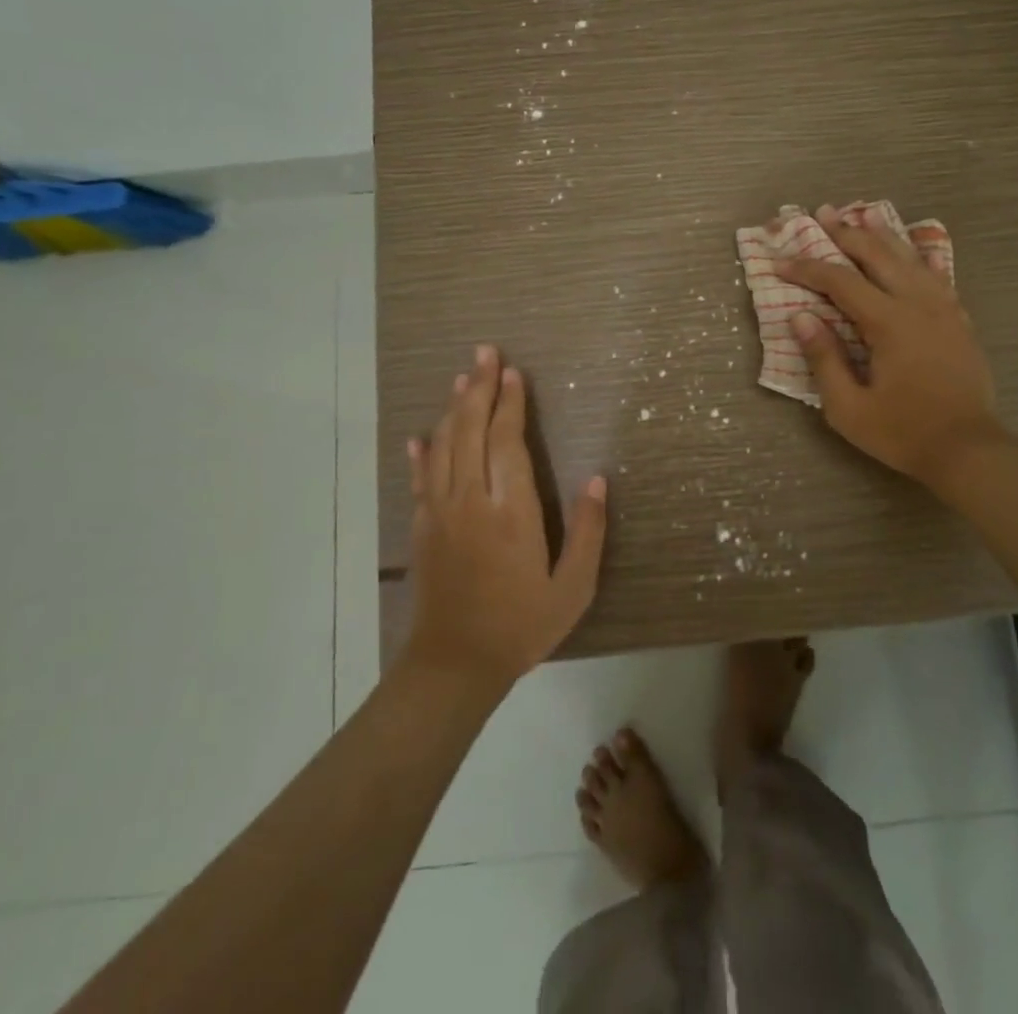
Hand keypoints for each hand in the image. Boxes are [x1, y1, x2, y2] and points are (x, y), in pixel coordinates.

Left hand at [403, 345, 606, 692]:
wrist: (455, 665)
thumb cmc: (521, 625)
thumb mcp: (573, 587)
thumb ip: (588, 531)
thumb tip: (598, 479)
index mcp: (510, 511)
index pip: (506, 441)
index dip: (510, 403)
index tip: (513, 372)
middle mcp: (470, 500)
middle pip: (470, 430)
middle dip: (478, 388)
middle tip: (484, 352)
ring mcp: (440, 512)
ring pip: (444, 446)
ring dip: (452, 408)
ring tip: (461, 377)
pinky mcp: (422, 527)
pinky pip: (420, 479)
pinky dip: (421, 453)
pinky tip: (419, 435)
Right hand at [776, 205, 999, 488]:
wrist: (969, 451)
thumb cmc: (903, 432)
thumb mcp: (848, 408)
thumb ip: (824, 359)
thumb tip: (801, 318)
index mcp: (889, 323)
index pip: (841, 281)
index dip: (808, 268)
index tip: (780, 263)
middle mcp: (918, 304)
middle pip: (878, 254)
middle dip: (846, 233)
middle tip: (821, 215)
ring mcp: (944, 308)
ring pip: (910, 257)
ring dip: (882, 234)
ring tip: (861, 214)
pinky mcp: (958, 319)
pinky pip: (935, 274)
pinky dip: (916, 255)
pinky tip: (911, 248)